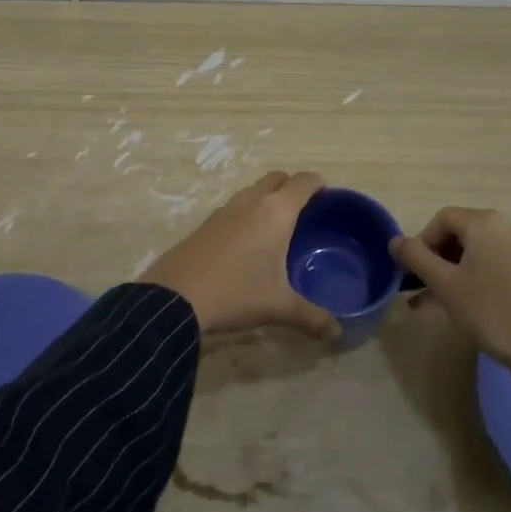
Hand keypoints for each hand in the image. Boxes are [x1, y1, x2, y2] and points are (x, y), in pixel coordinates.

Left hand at [140, 171, 337, 340]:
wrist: (173, 297)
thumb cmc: (235, 293)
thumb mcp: (278, 307)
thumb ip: (312, 318)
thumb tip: (337, 333)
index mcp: (275, 212)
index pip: (303, 182)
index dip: (318, 184)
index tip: (327, 194)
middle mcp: (250, 202)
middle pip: (277, 178)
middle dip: (292, 187)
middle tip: (305, 211)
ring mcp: (224, 210)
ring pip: (253, 191)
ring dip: (267, 198)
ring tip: (277, 226)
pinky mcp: (204, 223)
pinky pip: (234, 207)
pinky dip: (247, 213)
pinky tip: (247, 242)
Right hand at [390, 207, 510, 396]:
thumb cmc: (488, 310)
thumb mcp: (444, 284)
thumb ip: (415, 257)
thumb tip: (394, 240)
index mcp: (484, 223)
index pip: (441, 219)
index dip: (420, 242)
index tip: (411, 271)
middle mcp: (504, 227)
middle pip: (457, 233)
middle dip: (434, 258)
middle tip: (420, 286)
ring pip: (472, 252)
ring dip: (448, 271)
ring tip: (431, 300)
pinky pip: (489, 264)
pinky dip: (469, 277)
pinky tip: (457, 303)